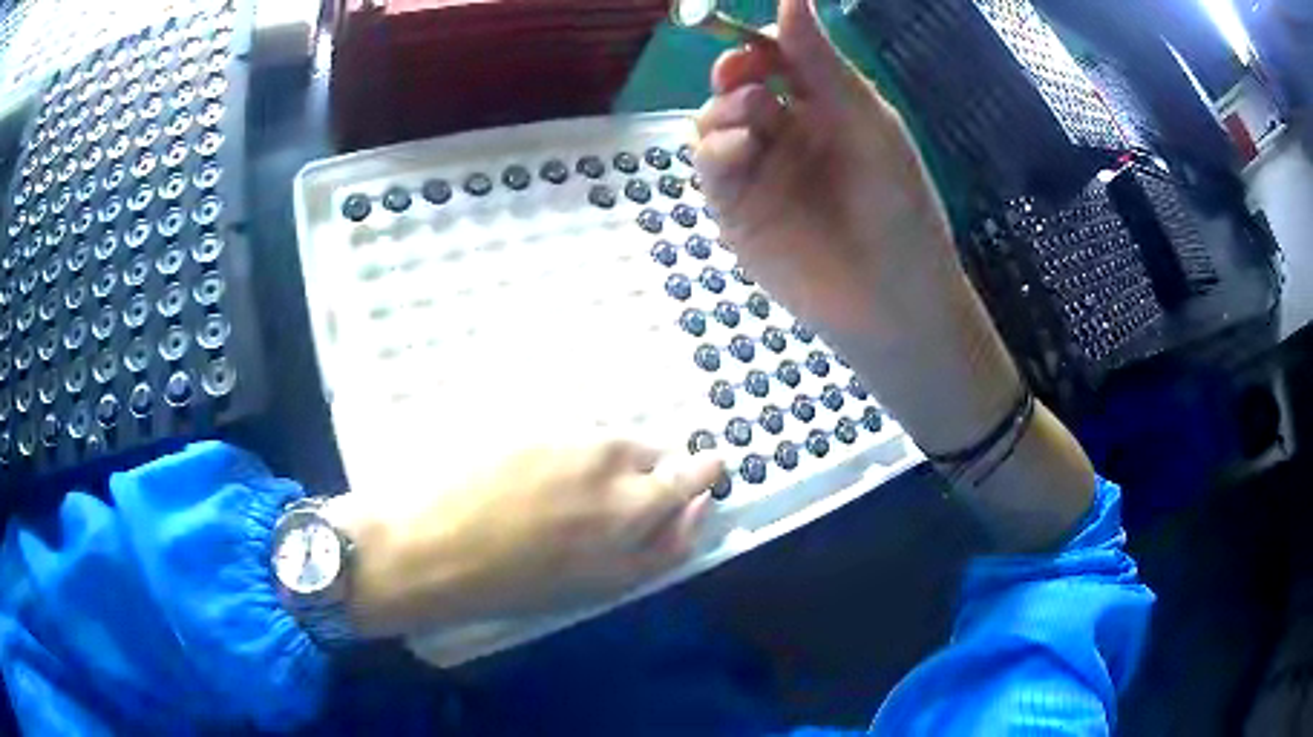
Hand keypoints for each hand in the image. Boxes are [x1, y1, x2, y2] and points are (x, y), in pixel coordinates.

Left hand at [322, 442, 723, 637]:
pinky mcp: (530, 415)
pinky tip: (532, 472)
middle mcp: (608, 465)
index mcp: (628, 511)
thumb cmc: (508, 583)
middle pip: (658, 455)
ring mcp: (567, 436)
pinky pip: (570, 427)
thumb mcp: (595, 585)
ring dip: (607, 462)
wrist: (423, 547)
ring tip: (564, 491)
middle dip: (653, 474)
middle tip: (614, 502)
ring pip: (612, 440)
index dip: (701, 480)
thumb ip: (657, 548)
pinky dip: (566, 447)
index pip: (694, 480)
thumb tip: (691, 507)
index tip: (698, 482)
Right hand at [694, 0, 1094, 550]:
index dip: (759, 43)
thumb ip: (823, 62)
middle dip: (735, 73)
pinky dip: (717, 150)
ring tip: (757, 123)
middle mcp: (786, 134)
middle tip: (747, 78)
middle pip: (737, 86)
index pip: (777, 59)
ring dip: (726, 111)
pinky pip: (708, 167)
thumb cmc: (898, 207)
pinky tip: (743, 151)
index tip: (758, 41)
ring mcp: (759, 173)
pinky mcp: (737, 212)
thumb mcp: (867, 122)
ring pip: (714, 122)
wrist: (893, 301)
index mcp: (824, 109)